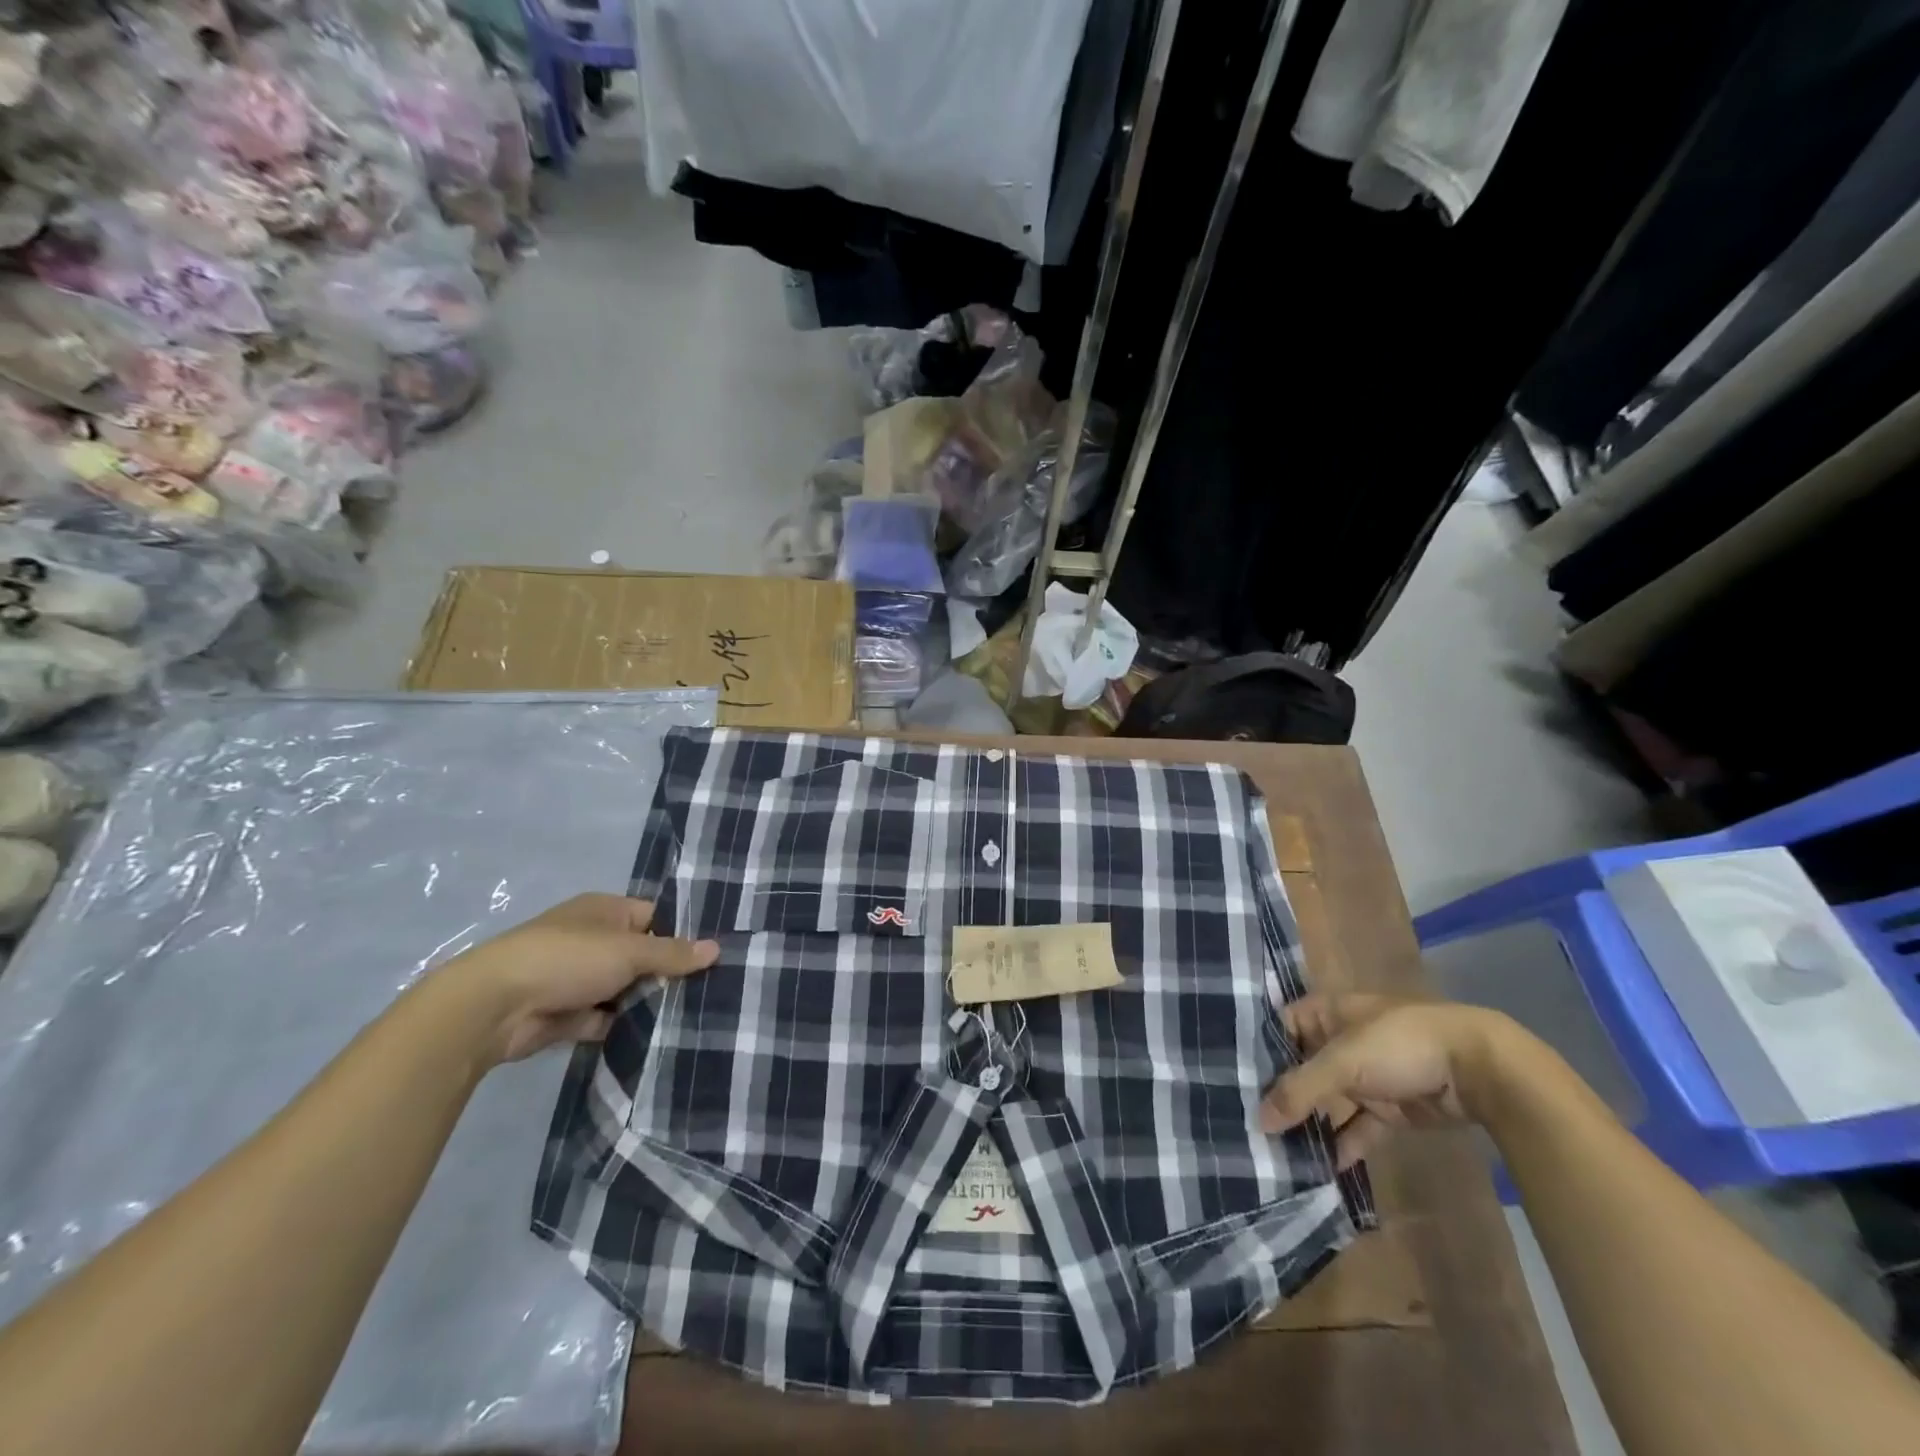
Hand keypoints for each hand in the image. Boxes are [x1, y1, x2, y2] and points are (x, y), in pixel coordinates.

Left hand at [444, 893, 718, 1062]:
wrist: (493, 1007)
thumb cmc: (567, 959)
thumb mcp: (629, 951)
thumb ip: (672, 953)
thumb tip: (717, 948)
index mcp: (605, 911)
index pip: (654, 916)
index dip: (682, 933)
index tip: (714, 954)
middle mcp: (592, 939)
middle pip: (642, 955)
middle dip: (668, 973)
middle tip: (711, 989)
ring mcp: (577, 978)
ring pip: (625, 989)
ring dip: (647, 1002)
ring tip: (694, 1015)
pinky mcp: (566, 1014)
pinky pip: (605, 1018)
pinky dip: (623, 1027)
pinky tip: (658, 1037)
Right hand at [1258, 994, 1511, 1168]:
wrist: (1479, 1069)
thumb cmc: (1400, 1045)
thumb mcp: (1343, 1062)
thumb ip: (1300, 1091)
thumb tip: (1259, 1120)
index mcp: (1326, 1014)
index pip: (1278, 1027)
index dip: (1255, 1050)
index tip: (1228, 1079)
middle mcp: (1340, 1041)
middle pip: (1299, 1068)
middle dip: (1279, 1094)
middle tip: (1245, 1122)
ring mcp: (1366, 1076)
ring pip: (1327, 1101)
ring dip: (1309, 1124)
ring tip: (1277, 1151)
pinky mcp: (1389, 1108)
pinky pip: (1357, 1127)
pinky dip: (1343, 1145)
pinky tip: (1323, 1169)